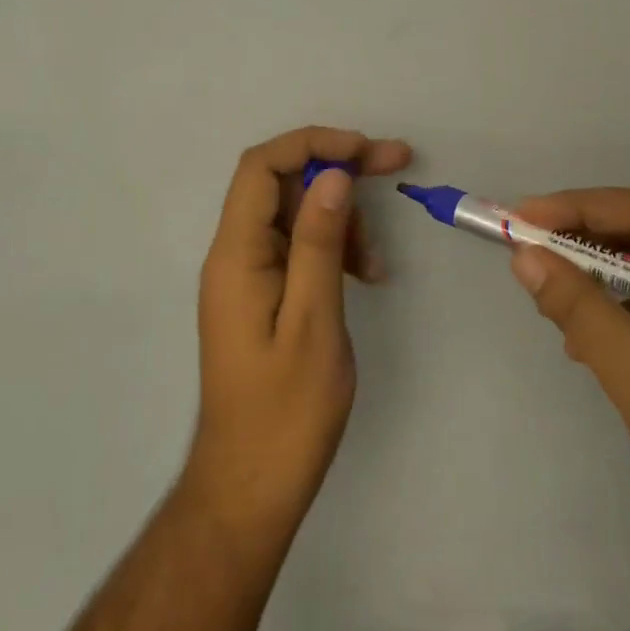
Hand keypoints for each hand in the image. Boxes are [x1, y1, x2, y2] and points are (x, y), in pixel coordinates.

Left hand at [185, 126, 413, 539]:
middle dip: (337, 169)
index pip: (262, 166)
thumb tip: (332, 174)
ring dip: (340, 217)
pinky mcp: (263, 295)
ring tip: (377, 259)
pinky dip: (333, 248)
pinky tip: (366, 274)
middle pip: (281, 183)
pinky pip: (298, 248)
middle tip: (395, 164)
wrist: (251, 486)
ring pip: (294, 214)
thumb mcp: (314, 321)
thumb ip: (319, 243)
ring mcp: (247, 275)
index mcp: (235, 253)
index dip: (313, 144)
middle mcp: (234, 254)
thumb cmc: (286, 412)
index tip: (366, 150)